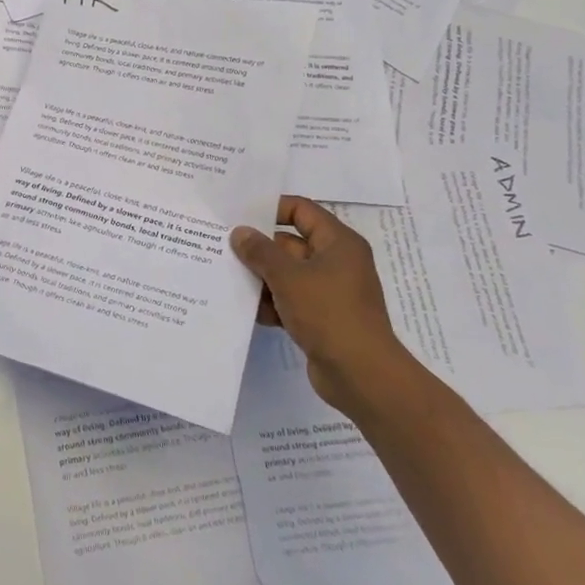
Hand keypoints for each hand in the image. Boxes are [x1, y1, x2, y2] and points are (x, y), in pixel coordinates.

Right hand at [230, 196, 416, 409]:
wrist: (361, 375)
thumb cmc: (328, 313)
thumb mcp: (288, 277)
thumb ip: (260, 251)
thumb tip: (240, 233)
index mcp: (337, 243)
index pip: (301, 210)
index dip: (271, 209)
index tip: (239, 216)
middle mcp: (336, 262)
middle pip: (290, 244)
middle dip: (259, 249)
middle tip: (223, 249)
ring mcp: (329, 291)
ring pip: (287, 274)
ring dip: (261, 279)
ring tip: (228, 280)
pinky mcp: (322, 318)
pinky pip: (291, 300)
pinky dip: (272, 303)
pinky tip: (248, 311)